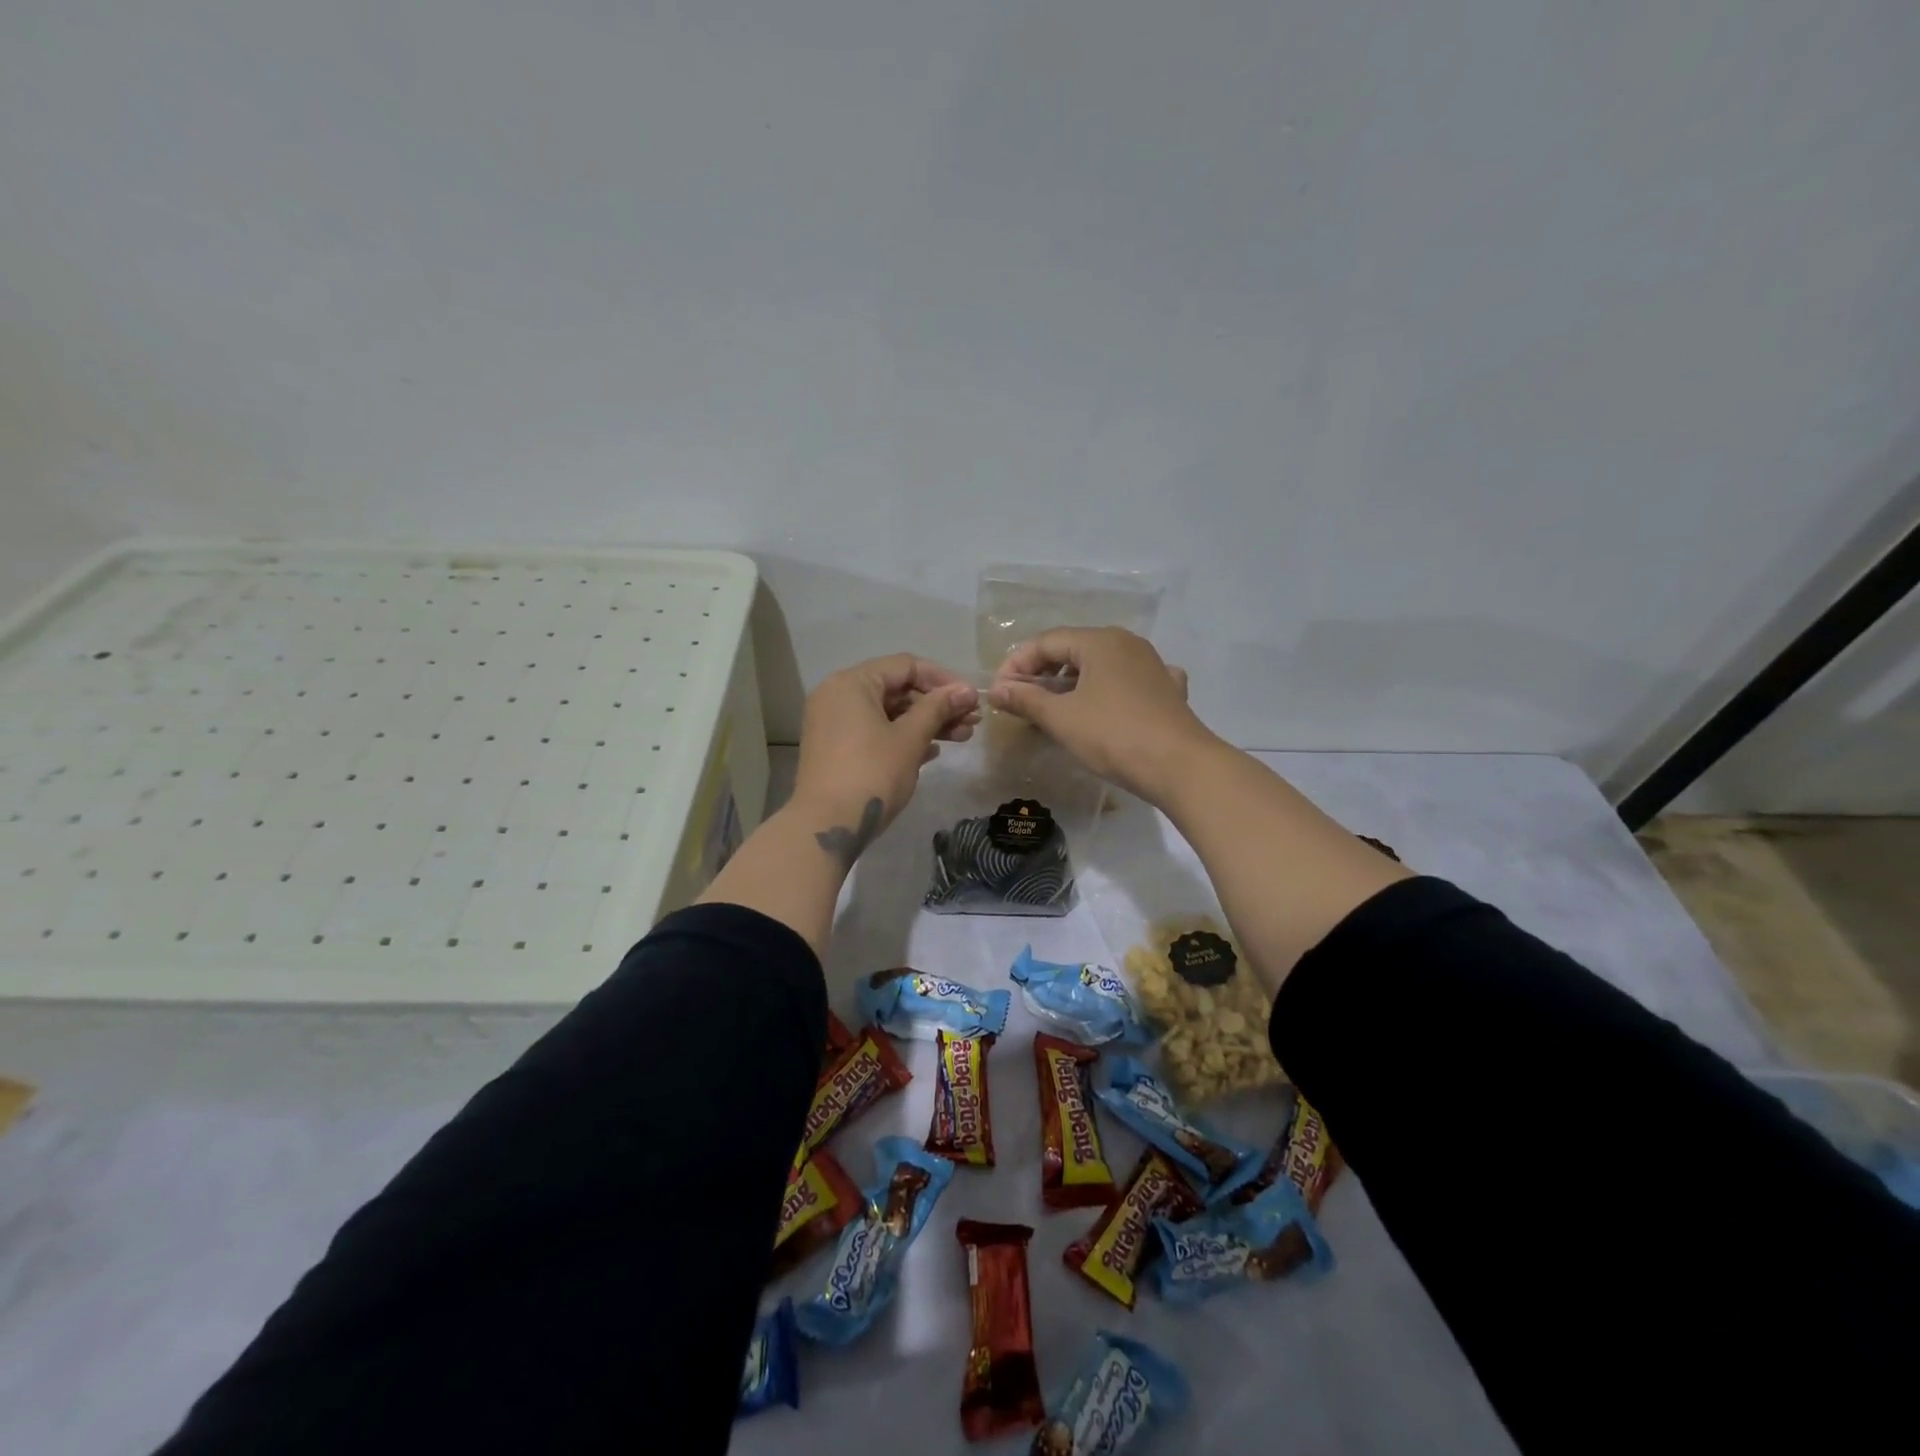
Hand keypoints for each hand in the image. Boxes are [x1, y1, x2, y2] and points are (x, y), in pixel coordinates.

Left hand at [792, 654, 979, 863]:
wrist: (826, 827)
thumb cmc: (871, 774)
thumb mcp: (910, 739)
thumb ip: (938, 708)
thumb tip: (966, 690)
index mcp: (852, 682)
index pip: (906, 666)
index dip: (943, 679)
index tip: (971, 699)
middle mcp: (838, 695)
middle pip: (897, 689)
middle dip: (937, 704)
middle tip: (972, 722)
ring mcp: (834, 722)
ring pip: (888, 712)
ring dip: (925, 722)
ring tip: (962, 737)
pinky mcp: (836, 748)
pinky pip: (875, 731)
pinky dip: (903, 736)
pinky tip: (933, 752)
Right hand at [989, 628, 1212, 803]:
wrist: (1181, 766)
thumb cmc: (1113, 735)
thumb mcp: (1061, 718)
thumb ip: (1026, 699)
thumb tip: (997, 689)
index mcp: (1100, 641)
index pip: (1046, 642)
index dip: (1017, 664)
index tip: (999, 692)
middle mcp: (1127, 644)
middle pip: (1073, 650)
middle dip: (1042, 674)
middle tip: (1021, 702)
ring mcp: (1153, 665)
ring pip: (1101, 667)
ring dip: (1072, 685)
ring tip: (1054, 711)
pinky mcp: (1169, 691)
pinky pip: (1127, 683)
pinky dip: (1107, 693)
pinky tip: (1105, 708)